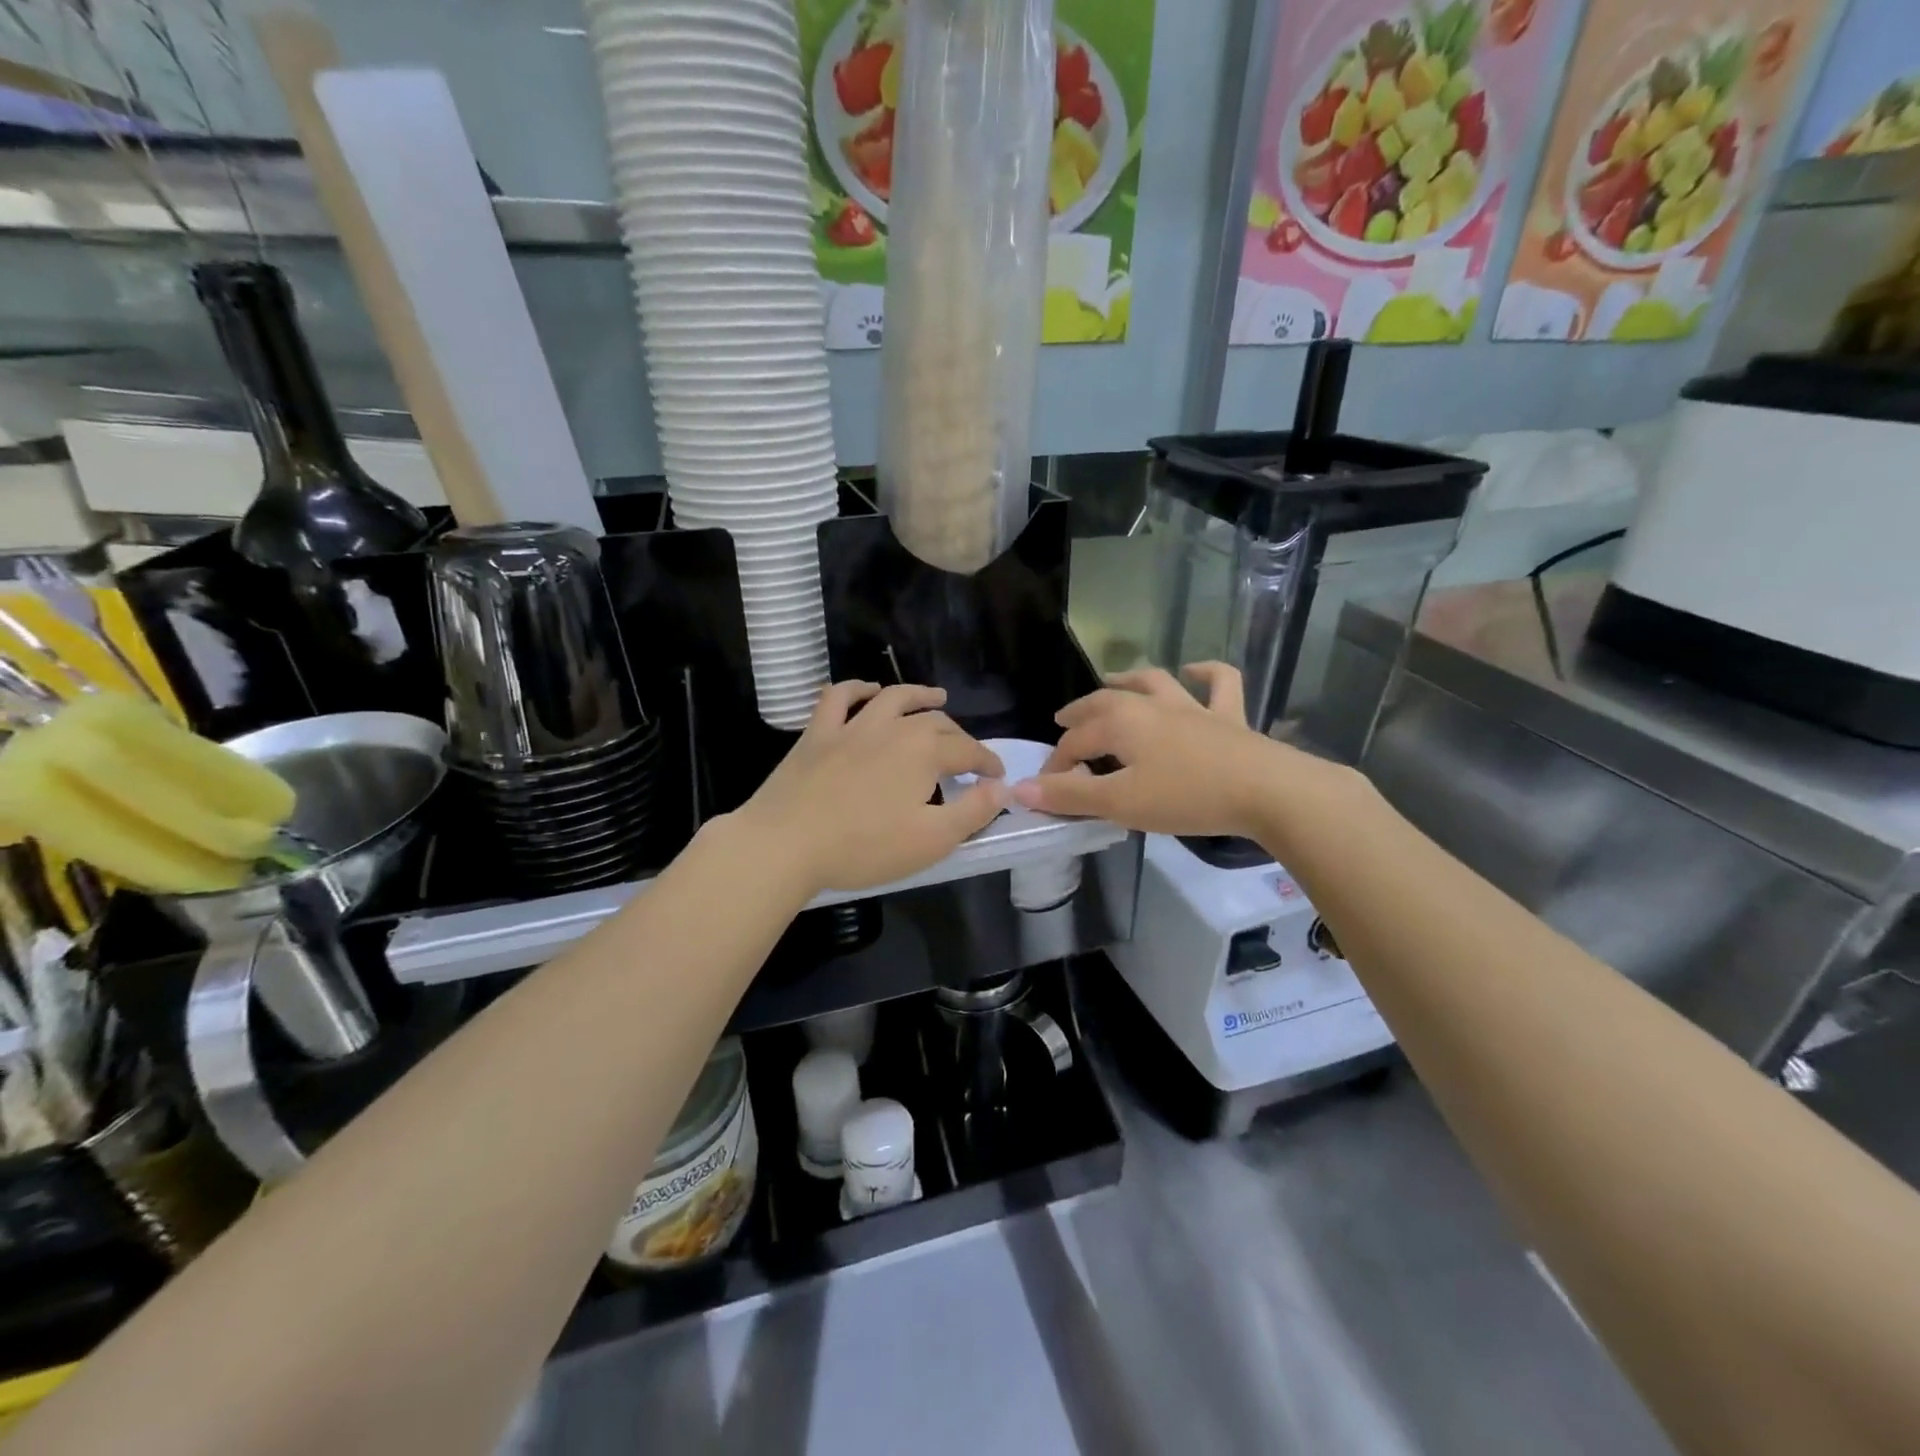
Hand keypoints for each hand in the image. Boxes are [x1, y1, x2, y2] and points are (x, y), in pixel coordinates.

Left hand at [735, 682, 1005, 895]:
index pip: (968, 751)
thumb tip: (1002, 788)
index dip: (987, 763)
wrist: (785, 843)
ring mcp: (851, 726)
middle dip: (958, 735)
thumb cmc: (864, 847)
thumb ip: (973, 812)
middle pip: (935, 722)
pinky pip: (838, 698)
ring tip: (936, 697)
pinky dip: (857, 689)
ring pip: (892, 698)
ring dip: (918, 695)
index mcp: (923, 752)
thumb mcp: (931, 840)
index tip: (997, 776)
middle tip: (967, 753)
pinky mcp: (817, 734)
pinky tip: (867, 690)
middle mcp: (892, 728)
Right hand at [1011, 663, 1303, 838]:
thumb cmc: (1187, 797)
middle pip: (1106, 702)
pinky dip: (1206, 675)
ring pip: (1154, 682)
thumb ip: (1070, 795)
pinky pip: (1220, 685)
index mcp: (1121, 723)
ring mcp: (1193, 707)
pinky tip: (1195, 672)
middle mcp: (1152, 705)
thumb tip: (1020, 789)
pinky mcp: (1229, 717)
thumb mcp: (1120, 803)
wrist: (1267, 791)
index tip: (1047, 790)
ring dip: (1129, 679)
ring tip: (1112, 681)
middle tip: (1063, 720)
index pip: (1075, 743)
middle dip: (1080, 713)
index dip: (1057, 766)